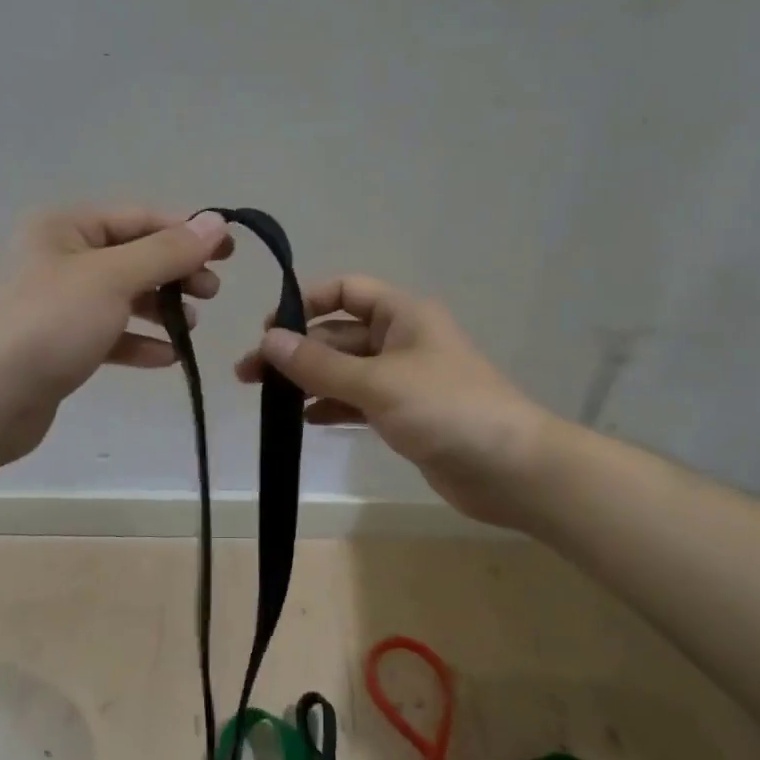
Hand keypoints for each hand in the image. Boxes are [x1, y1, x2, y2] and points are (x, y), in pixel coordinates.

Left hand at [0, 206, 232, 466]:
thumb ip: (168, 251)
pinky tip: (167, 358)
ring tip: (193, 326)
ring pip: (123, 296)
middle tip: (211, 292)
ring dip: (161, 308)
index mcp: (65, 228)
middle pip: (133, 256)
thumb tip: (216, 223)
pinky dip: (138, 341)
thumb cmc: (51, 325)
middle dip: (175, 273)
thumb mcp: (115, 279)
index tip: (229, 252)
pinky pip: (109, 333)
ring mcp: (58, 303)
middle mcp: (60, 257)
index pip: (139, 219)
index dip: (186, 231)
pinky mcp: (60, 343)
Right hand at [236, 276, 550, 529]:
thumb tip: (268, 340)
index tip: (270, 328)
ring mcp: (404, 379)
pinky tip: (303, 420)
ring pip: (345, 370)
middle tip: (248, 374)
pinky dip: (331, 406)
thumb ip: (319, 364)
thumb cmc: (446, 409)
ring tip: (266, 399)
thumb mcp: (377, 382)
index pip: (347, 291)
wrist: (511, 469)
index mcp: (403, 315)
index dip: (307, 302)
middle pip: (339, 335)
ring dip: (308, 380)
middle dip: (296, 351)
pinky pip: (358, 401)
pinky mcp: (405, 415)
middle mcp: (402, 340)